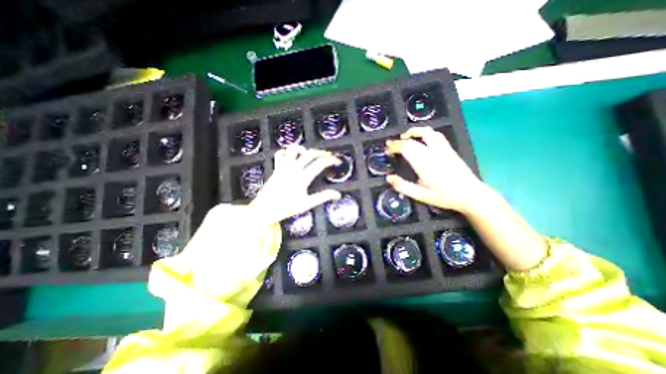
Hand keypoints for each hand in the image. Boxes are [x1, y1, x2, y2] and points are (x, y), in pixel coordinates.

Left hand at [250, 145, 343, 225]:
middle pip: (310, 153)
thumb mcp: (306, 204)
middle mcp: (293, 169)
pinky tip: (292, 157)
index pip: (320, 163)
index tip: (337, 161)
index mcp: (303, 177)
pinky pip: (280, 154)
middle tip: (328, 156)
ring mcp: (283, 167)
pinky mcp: (276, 168)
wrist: (264, 209)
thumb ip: (322, 197)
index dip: (331, 160)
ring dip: (303, 149)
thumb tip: (337, 195)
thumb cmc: (286, 208)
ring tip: (308, 155)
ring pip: (293, 149)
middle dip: (321, 152)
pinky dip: (287, 152)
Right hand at [385, 125, 484, 212]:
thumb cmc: (444, 196)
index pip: (406, 148)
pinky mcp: (449, 149)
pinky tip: (421, 139)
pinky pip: (436, 135)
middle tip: (390, 145)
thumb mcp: (420, 195)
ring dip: (413, 132)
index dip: (394, 147)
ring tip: (404, 137)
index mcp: (424, 164)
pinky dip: (424, 133)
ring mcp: (443, 149)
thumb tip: (388, 178)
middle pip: (412, 141)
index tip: (387, 150)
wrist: (470, 194)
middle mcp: (433, 153)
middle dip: (399, 141)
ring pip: (426, 133)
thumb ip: (403, 186)